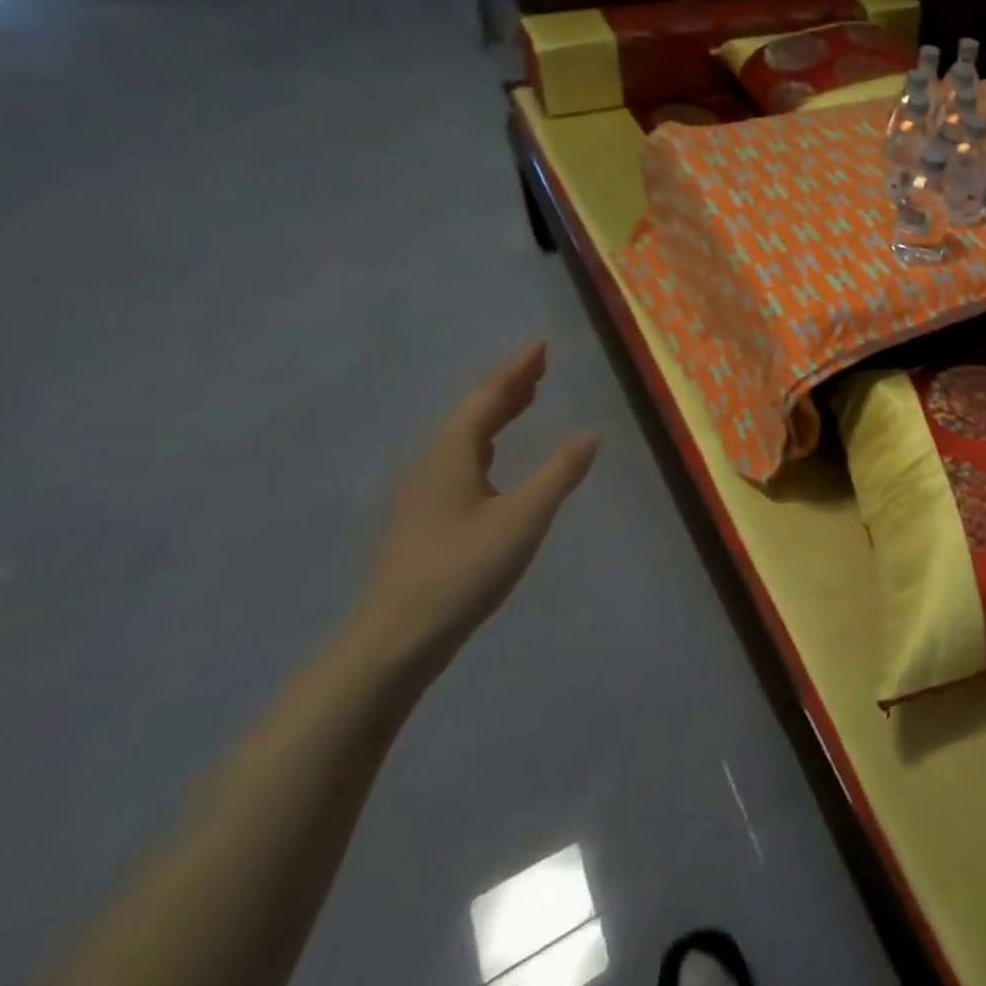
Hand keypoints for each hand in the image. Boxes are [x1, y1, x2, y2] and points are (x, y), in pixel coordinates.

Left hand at [350, 343, 597, 676]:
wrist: (394, 640)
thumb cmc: (462, 571)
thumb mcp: (524, 519)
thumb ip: (559, 474)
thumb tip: (591, 434)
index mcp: (451, 454)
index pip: (488, 398)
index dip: (517, 370)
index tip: (541, 345)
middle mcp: (431, 463)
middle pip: (472, 412)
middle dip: (508, 387)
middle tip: (540, 368)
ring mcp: (421, 491)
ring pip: (464, 437)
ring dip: (496, 414)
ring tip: (525, 400)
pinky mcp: (422, 517)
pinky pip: (459, 459)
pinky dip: (486, 442)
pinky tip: (494, 458)